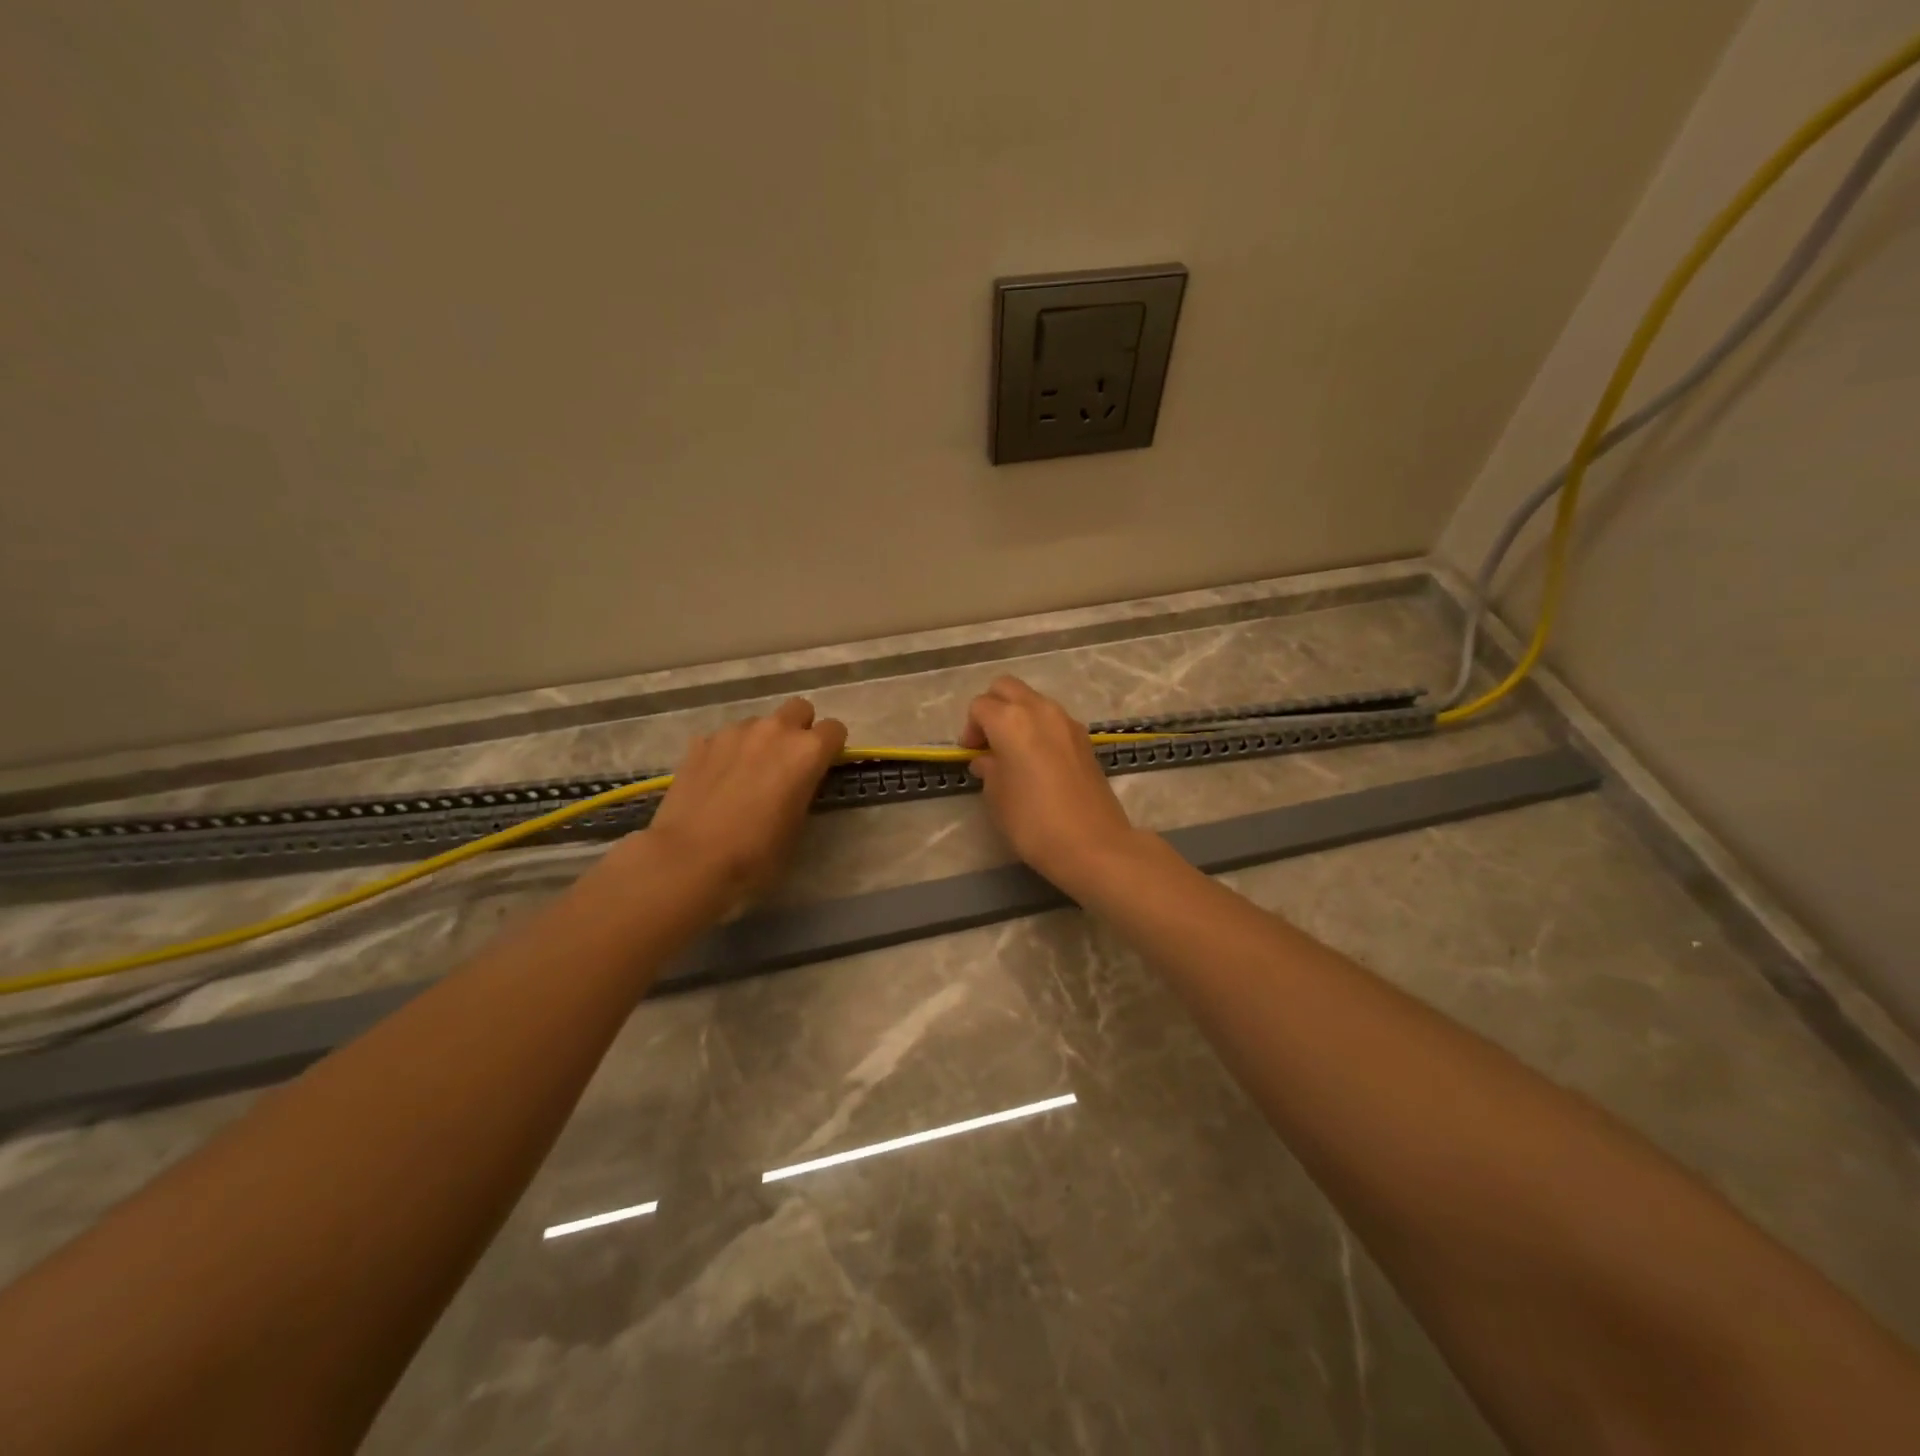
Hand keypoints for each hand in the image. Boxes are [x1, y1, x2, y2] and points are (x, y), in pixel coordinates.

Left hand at [645, 697, 847, 897]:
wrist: (691, 859)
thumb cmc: (757, 853)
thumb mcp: (797, 825)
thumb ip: (804, 790)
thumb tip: (797, 782)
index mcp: (807, 752)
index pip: (835, 729)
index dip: (831, 747)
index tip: (822, 767)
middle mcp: (774, 731)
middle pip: (799, 709)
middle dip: (800, 729)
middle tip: (789, 763)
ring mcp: (734, 732)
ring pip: (759, 723)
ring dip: (762, 740)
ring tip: (748, 775)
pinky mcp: (701, 742)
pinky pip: (726, 738)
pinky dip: (729, 752)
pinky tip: (718, 781)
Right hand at [959, 676, 1142, 888]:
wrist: (1093, 844)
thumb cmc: (1033, 822)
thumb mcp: (997, 797)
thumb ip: (989, 769)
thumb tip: (988, 759)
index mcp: (1011, 720)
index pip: (980, 706)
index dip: (970, 729)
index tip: (971, 755)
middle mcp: (1040, 710)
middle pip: (1007, 688)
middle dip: (992, 707)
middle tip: (988, 742)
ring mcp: (1067, 722)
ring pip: (1033, 701)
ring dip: (1018, 716)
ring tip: (1013, 753)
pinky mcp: (1085, 739)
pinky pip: (1053, 720)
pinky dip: (1039, 729)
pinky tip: (1038, 761)